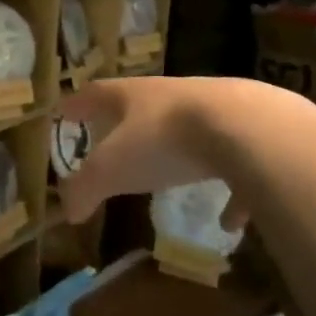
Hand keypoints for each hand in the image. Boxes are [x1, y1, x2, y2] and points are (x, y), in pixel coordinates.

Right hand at [57, 75, 259, 223]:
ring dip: (177, 155)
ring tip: (172, 180)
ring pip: (189, 131)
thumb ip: (86, 188)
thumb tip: (68, 210)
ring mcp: (215, 111)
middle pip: (143, 106)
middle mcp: (172, 96)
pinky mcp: (251, 135)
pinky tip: (231, 220)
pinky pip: (234, 166)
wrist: (247, 128)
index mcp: (134, 96)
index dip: (78, 105)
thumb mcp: (113, 168)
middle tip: (113, 140)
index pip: (96, 94)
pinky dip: (229, 191)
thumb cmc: (165, 140)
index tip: (63, 112)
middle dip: (127, 124)